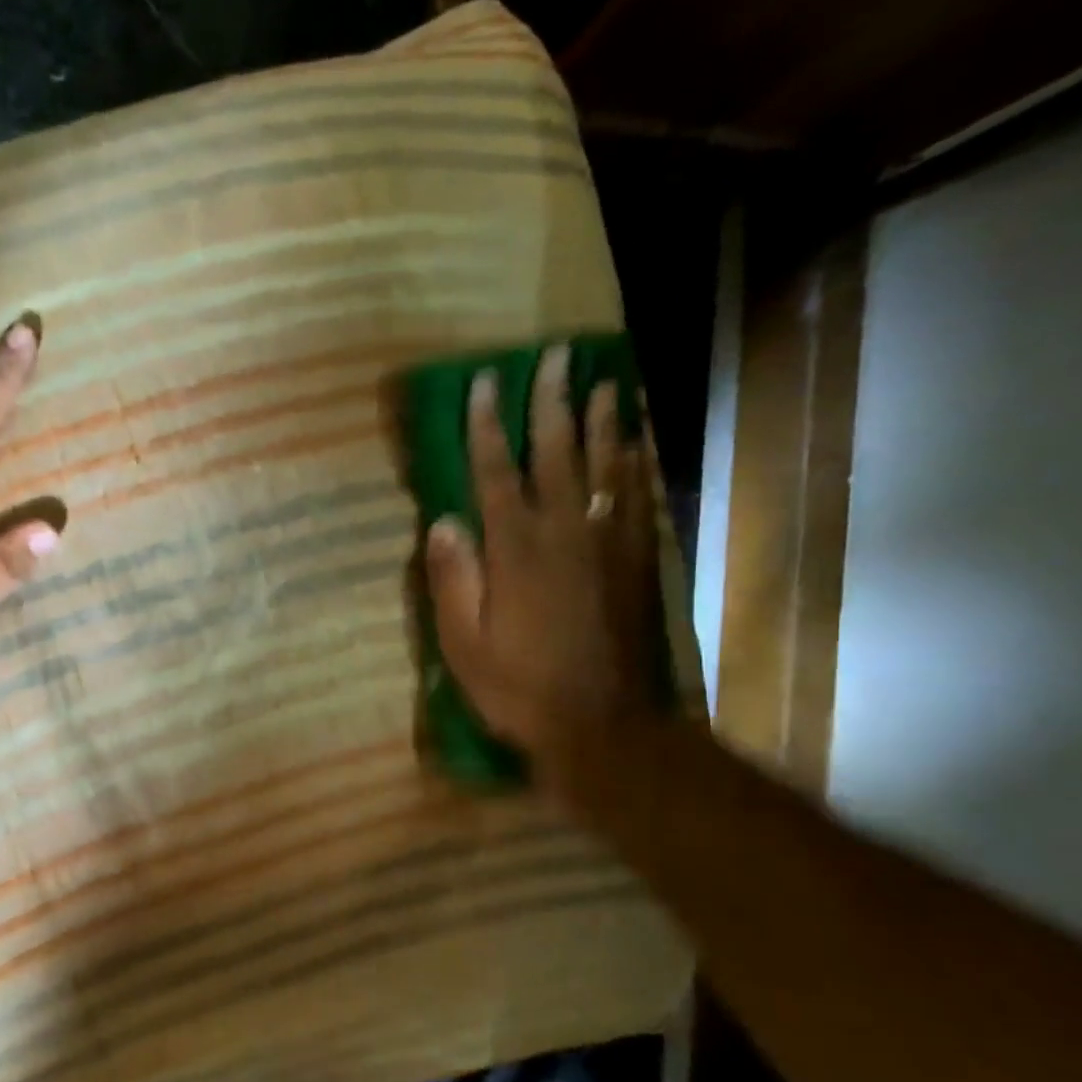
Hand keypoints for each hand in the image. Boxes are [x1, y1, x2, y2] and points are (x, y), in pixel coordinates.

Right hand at [424, 346, 659, 788]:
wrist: (605, 725)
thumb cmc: (521, 688)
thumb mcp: (464, 644)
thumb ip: (454, 580)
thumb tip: (443, 522)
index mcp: (516, 549)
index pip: (495, 472)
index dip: (487, 425)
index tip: (486, 383)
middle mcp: (565, 532)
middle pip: (558, 452)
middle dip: (553, 402)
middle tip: (556, 357)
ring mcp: (609, 543)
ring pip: (607, 466)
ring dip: (605, 420)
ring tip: (606, 382)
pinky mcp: (639, 561)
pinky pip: (639, 498)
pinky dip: (637, 464)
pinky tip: (638, 444)